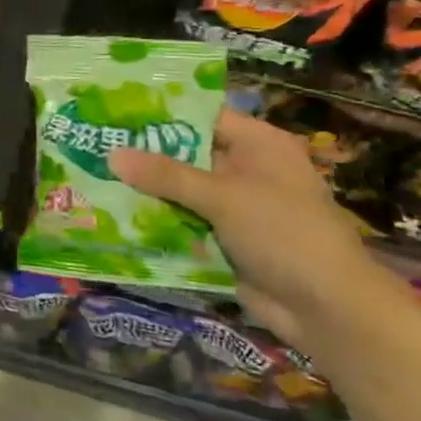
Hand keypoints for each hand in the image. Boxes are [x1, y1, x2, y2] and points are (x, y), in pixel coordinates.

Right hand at [109, 109, 391, 347]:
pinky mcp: (225, 240)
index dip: (161, 114)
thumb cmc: (283, 233)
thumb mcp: (223, 196)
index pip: (202, 117)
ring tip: (93, 178)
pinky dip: (158, 222)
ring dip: (147, 192)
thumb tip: (111, 154)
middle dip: (145, 156)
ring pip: (181, 192)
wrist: (327, 308)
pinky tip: (115, 216)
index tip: (116, 112)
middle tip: (94, 146)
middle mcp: (246, 169)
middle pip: (187, 155)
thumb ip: (166, 175)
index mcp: (258, 145)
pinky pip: (184, 224)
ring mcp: (235, 207)